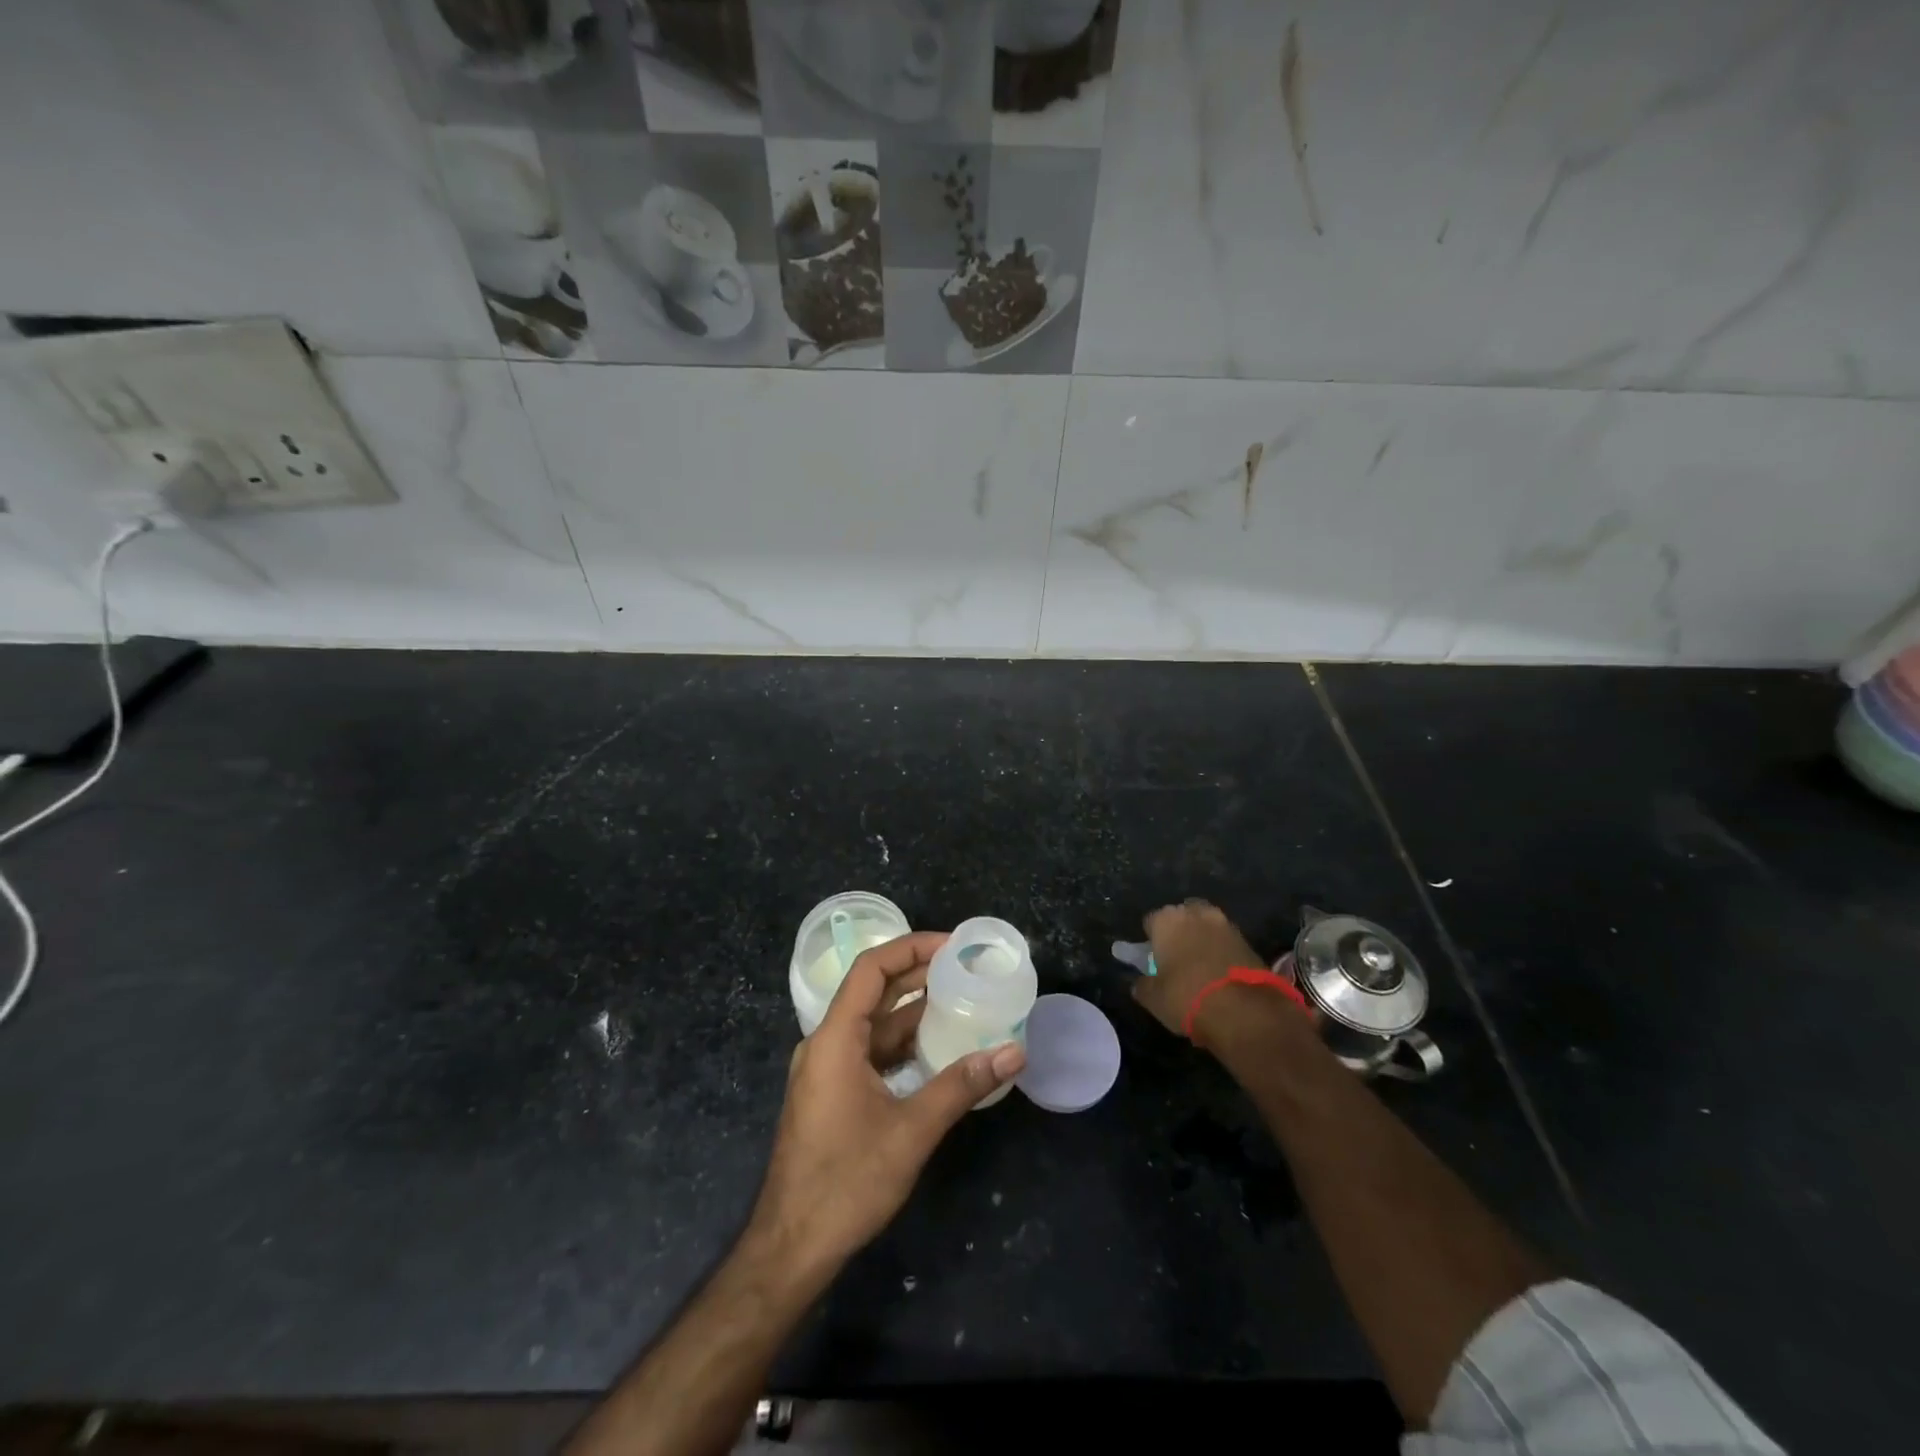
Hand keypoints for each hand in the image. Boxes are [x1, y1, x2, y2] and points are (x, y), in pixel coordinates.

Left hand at [751, 932, 1026, 1270]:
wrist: (792, 1246)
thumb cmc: (846, 1181)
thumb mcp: (911, 1131)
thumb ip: (961, 1085)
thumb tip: (1013, 1051)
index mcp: (835, 1038)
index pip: (870, 969)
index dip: (910, 948)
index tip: (951, 944)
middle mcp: (826, 1044)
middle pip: (872, 992)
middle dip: (917, 974)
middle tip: (965, 968)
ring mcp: (826, 1070)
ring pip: (873, 1025)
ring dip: (913, 1011)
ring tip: (960, 1000)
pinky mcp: (832, 1093)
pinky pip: (870, 1052)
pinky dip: (902, 1043)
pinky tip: (936, 1049)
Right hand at [1132, 899, 1271, 1040]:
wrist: (1243, 1011)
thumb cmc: (1186, 997)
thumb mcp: (1153, 998)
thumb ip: (1143, 985)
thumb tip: (1141, 982)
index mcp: (1166, 920)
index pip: (1151, 922)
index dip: (1151, 941)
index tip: (1153, 961)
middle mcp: (1195, 913)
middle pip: (1181, 918)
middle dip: (1179, 934)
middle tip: (1177, 961)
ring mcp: (1225, 924)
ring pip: (1206, 928)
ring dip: (1202, 941)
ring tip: (1201, 969)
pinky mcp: (1248, 941)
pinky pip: (1225, 942)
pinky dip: (1221, 953)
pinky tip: (1220, 975)